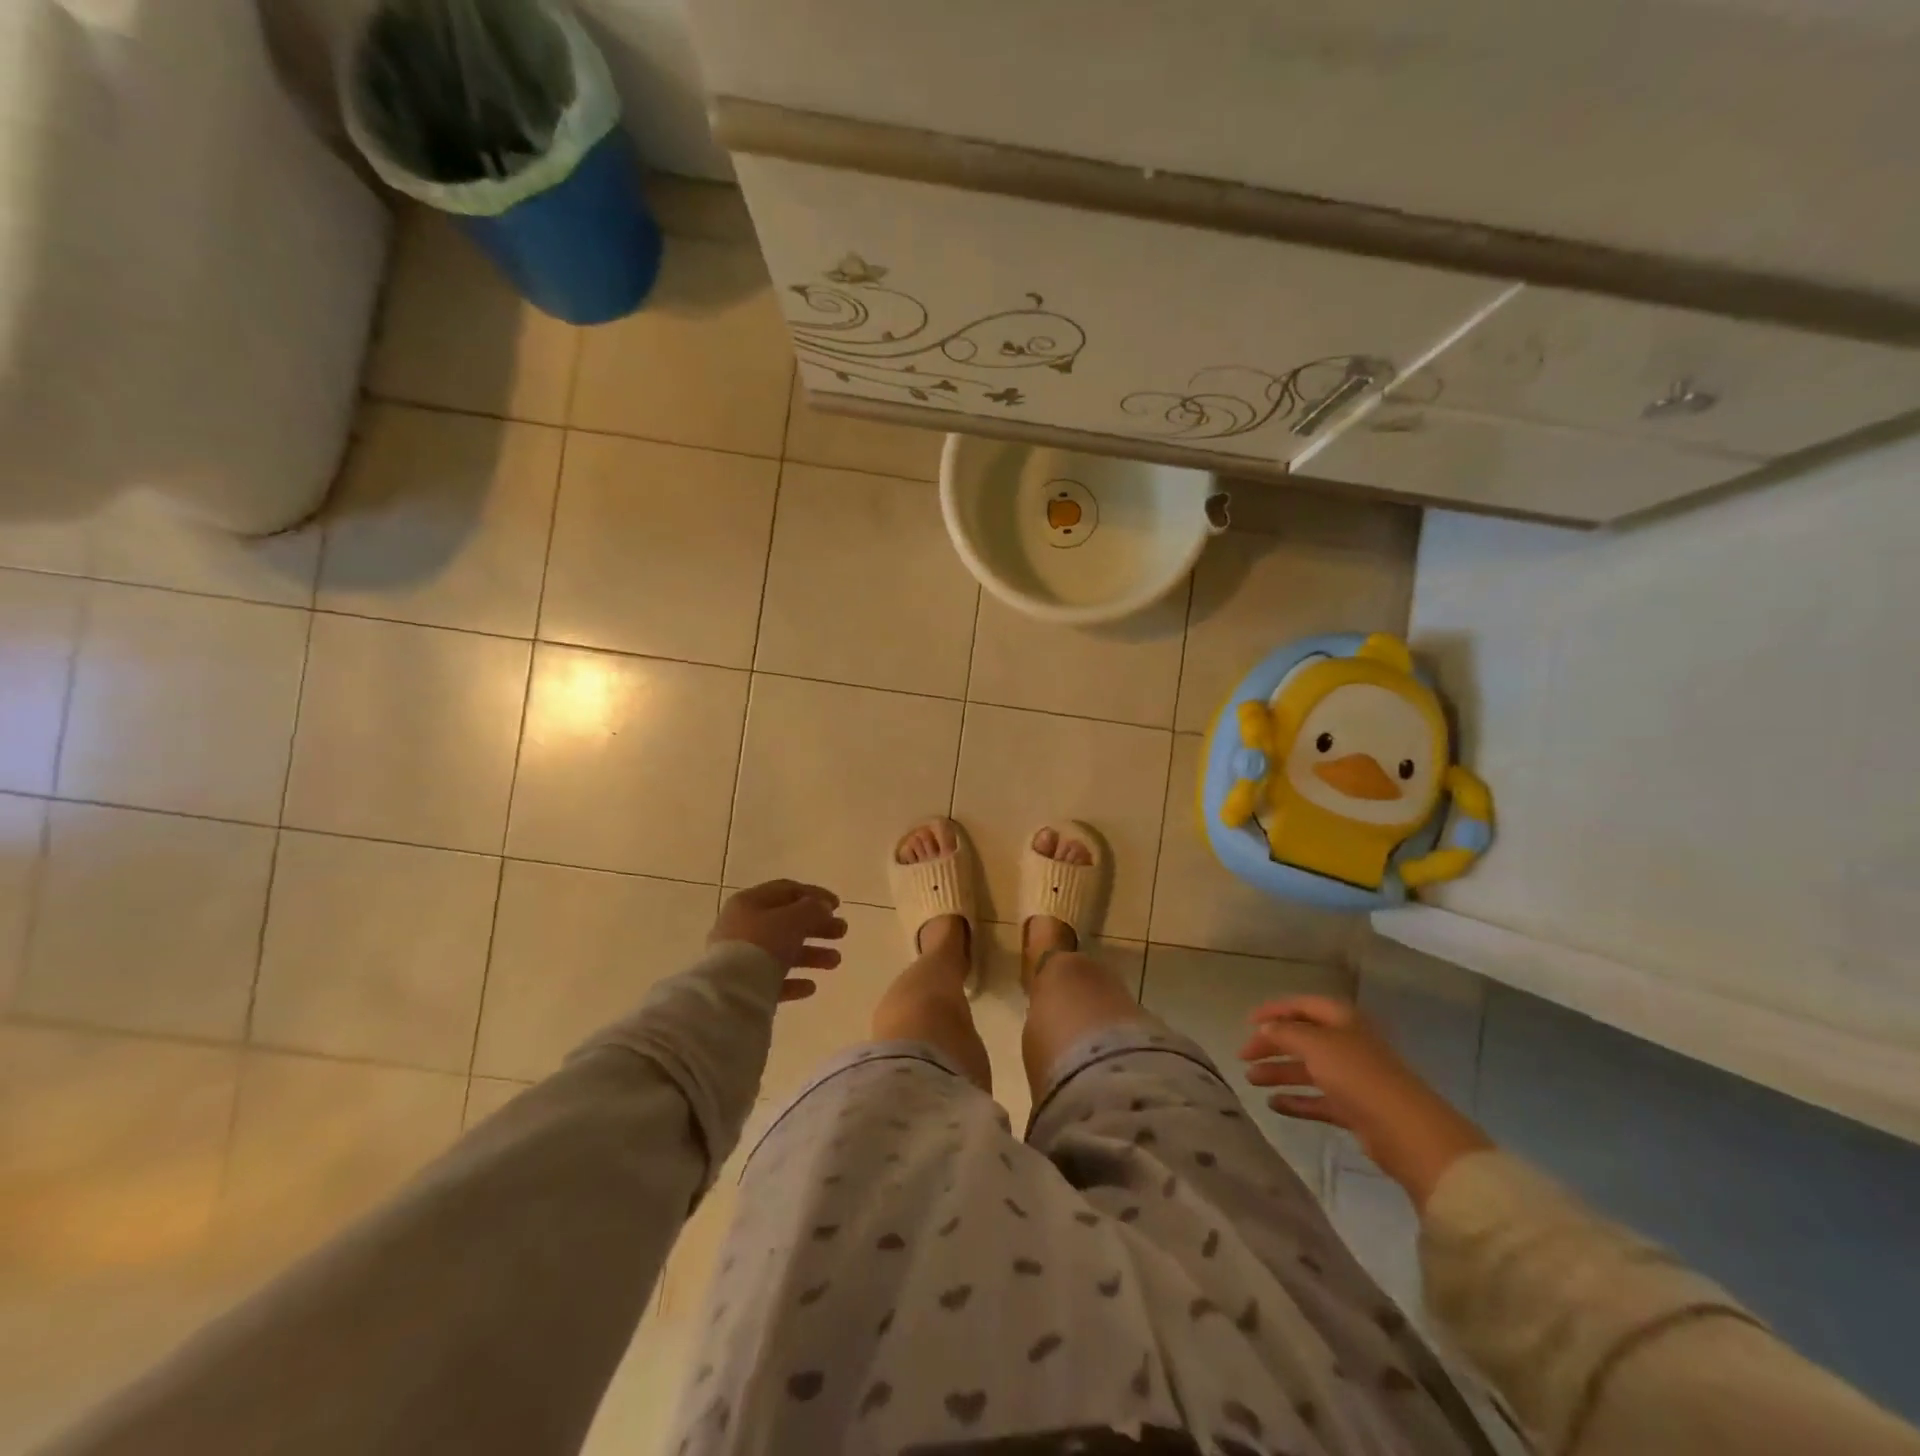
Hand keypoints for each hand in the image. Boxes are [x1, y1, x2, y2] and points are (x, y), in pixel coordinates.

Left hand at [709, 881, 847, 1002]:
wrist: (730, 992)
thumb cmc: (763, 944)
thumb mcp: (793, 919)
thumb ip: (812, 909)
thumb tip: (822, 907)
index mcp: (750, 902)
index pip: (786, 890)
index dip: (814, 894)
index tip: (838, 905)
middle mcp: (742, 926)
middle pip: (786, 921)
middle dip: (818, 926)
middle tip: (842, 932)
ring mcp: (740, 957)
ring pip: (782, 951)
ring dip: (812, 954)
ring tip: (835, 962)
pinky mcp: (742, 986)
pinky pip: (773, 979)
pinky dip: (793, 981)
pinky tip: (811, 987)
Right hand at [1238, 995, 1491, 1208]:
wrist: (1406, 1131)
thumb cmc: (1358, 1075)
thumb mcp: (1315, 1044)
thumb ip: (1285, 1032)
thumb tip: (1266, 1028)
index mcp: (1342, 1020)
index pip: (1302, 1005)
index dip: (1274, 1010)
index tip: (1247, 1022)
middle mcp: (1347, 1043)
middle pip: (1302, 1038)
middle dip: (1272, 1045)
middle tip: (1243, 1056)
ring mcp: (1352, 1078)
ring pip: (1307, 1069)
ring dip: (1279, 1072)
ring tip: (1250, 1080)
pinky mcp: (1354, 1109)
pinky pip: (1318, 1099)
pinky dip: (1296, 1100)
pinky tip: (1273, 1104)